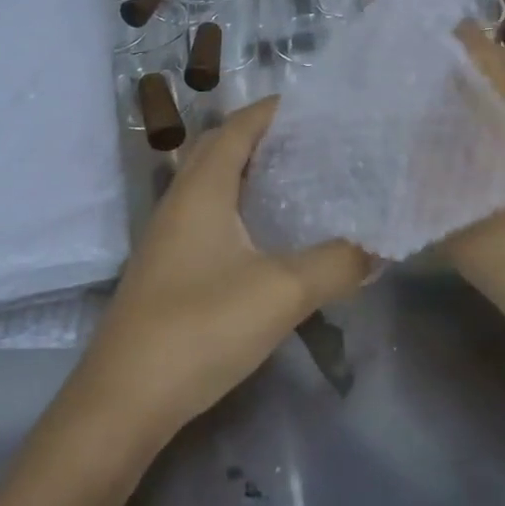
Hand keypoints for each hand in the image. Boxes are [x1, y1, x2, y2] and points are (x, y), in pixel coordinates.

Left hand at [71, 98, 370, 446]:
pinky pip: (206, 212)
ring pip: (211, 181)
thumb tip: (379, 247)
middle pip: (220, 146)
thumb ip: (336, 264)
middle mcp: (180, 199)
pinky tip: (266, 234)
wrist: (125, 399)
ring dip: (248, 170)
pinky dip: (237, 204)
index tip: (318, 106)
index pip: (239, 126)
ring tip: (297, 178)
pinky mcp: (167, 265)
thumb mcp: (281, 293)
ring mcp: (168, 234)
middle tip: (312, 141)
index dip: (274, 110)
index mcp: (202, 188)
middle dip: (262, 135)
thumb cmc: (201, 328)